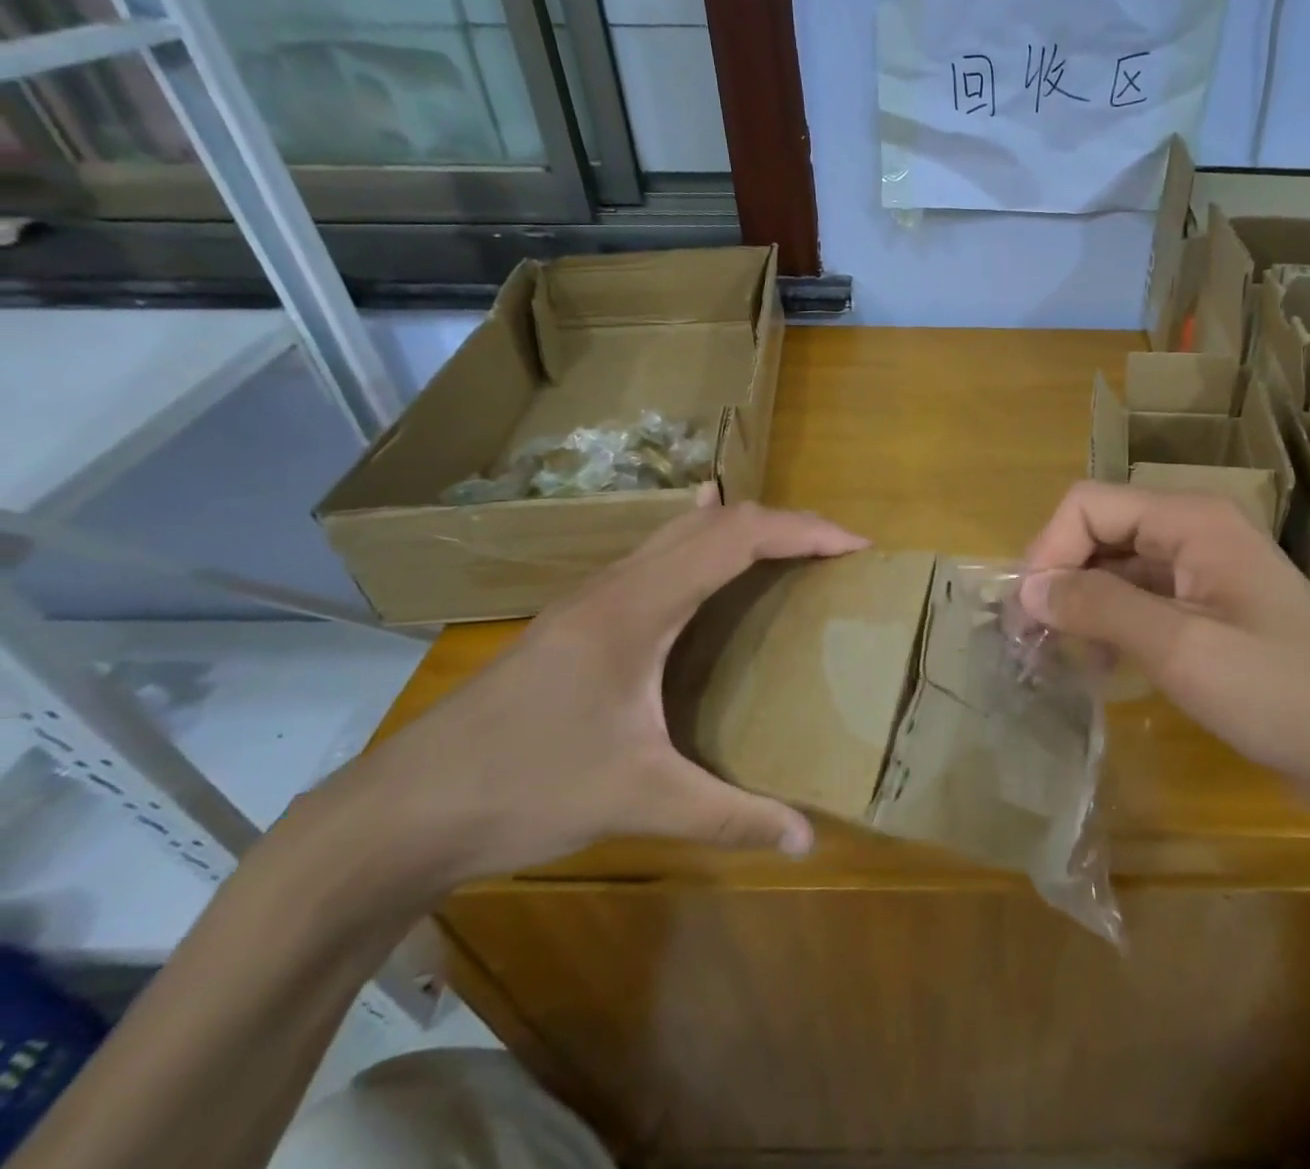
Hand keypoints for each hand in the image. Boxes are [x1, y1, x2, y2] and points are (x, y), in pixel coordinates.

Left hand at [332, 489, 866, 896]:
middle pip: (716, 522)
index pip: (736, 539)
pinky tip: (705, 542)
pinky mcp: (580, 617)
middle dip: (785, 523)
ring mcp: (592, 596)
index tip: (855, 546)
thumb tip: (807, 840)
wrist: (402, 809)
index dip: (802, 531)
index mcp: (638, 609)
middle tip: (837, 551)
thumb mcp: (636, 801)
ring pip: (683, 532)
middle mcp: (617, 585)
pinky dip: (702, 539)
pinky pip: (658, 553)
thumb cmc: (524, 788)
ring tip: (793, 548)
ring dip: (744, 528)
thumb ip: (727, 816)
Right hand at [1021, 482, 1309, 820]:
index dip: (1048, 550)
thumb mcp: (1181, 648)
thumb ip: (1099, 607)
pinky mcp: (1210, 610)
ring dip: (1081, 603)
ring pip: (1117, 567)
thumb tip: (1030, 588)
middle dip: (1060, 577)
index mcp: (1191, 519)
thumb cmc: (1281, 694)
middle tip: (1030, 641)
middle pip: (1100, 531)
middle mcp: (1194, 531)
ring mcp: (1204, 571)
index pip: (1089, 505)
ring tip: (1057, 656)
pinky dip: (1111, 624)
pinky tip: (1102, 666)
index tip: (1027, 614)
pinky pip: (1141, 599)